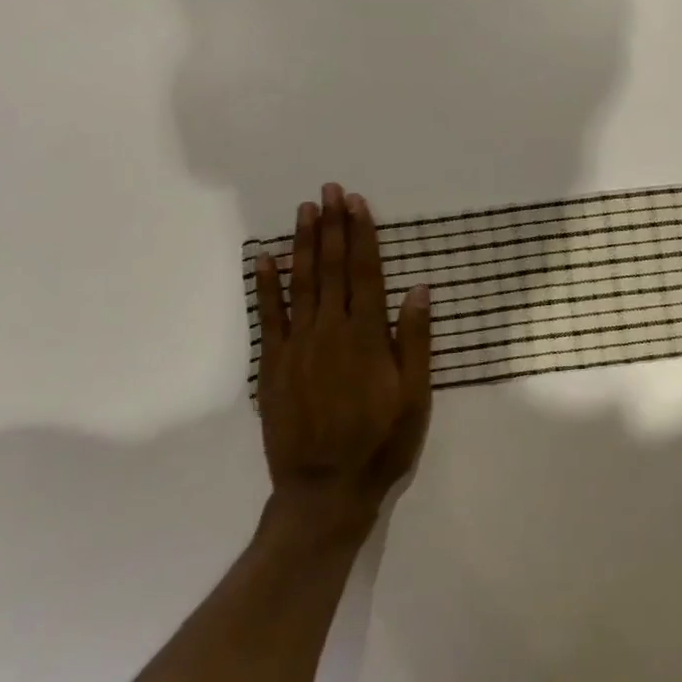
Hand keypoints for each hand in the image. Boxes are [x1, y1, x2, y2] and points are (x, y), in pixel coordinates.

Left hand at [253, 184, 431, 535]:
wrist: (326, 491)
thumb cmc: (381, 442)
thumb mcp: (415, 395)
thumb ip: (414, 340)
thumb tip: (418, 289)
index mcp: (367, 336)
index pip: (364, 273)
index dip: (361, 235)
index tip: (357, 203)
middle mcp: (330, 332)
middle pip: (331, 269)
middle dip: (332, 226)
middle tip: (330, 190)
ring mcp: (297, 347)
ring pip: (301, 284)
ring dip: (303, 244)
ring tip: (305, 210)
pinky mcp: (273, 366)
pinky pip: (268, 318)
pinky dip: (265, 286)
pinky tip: (263, 258)